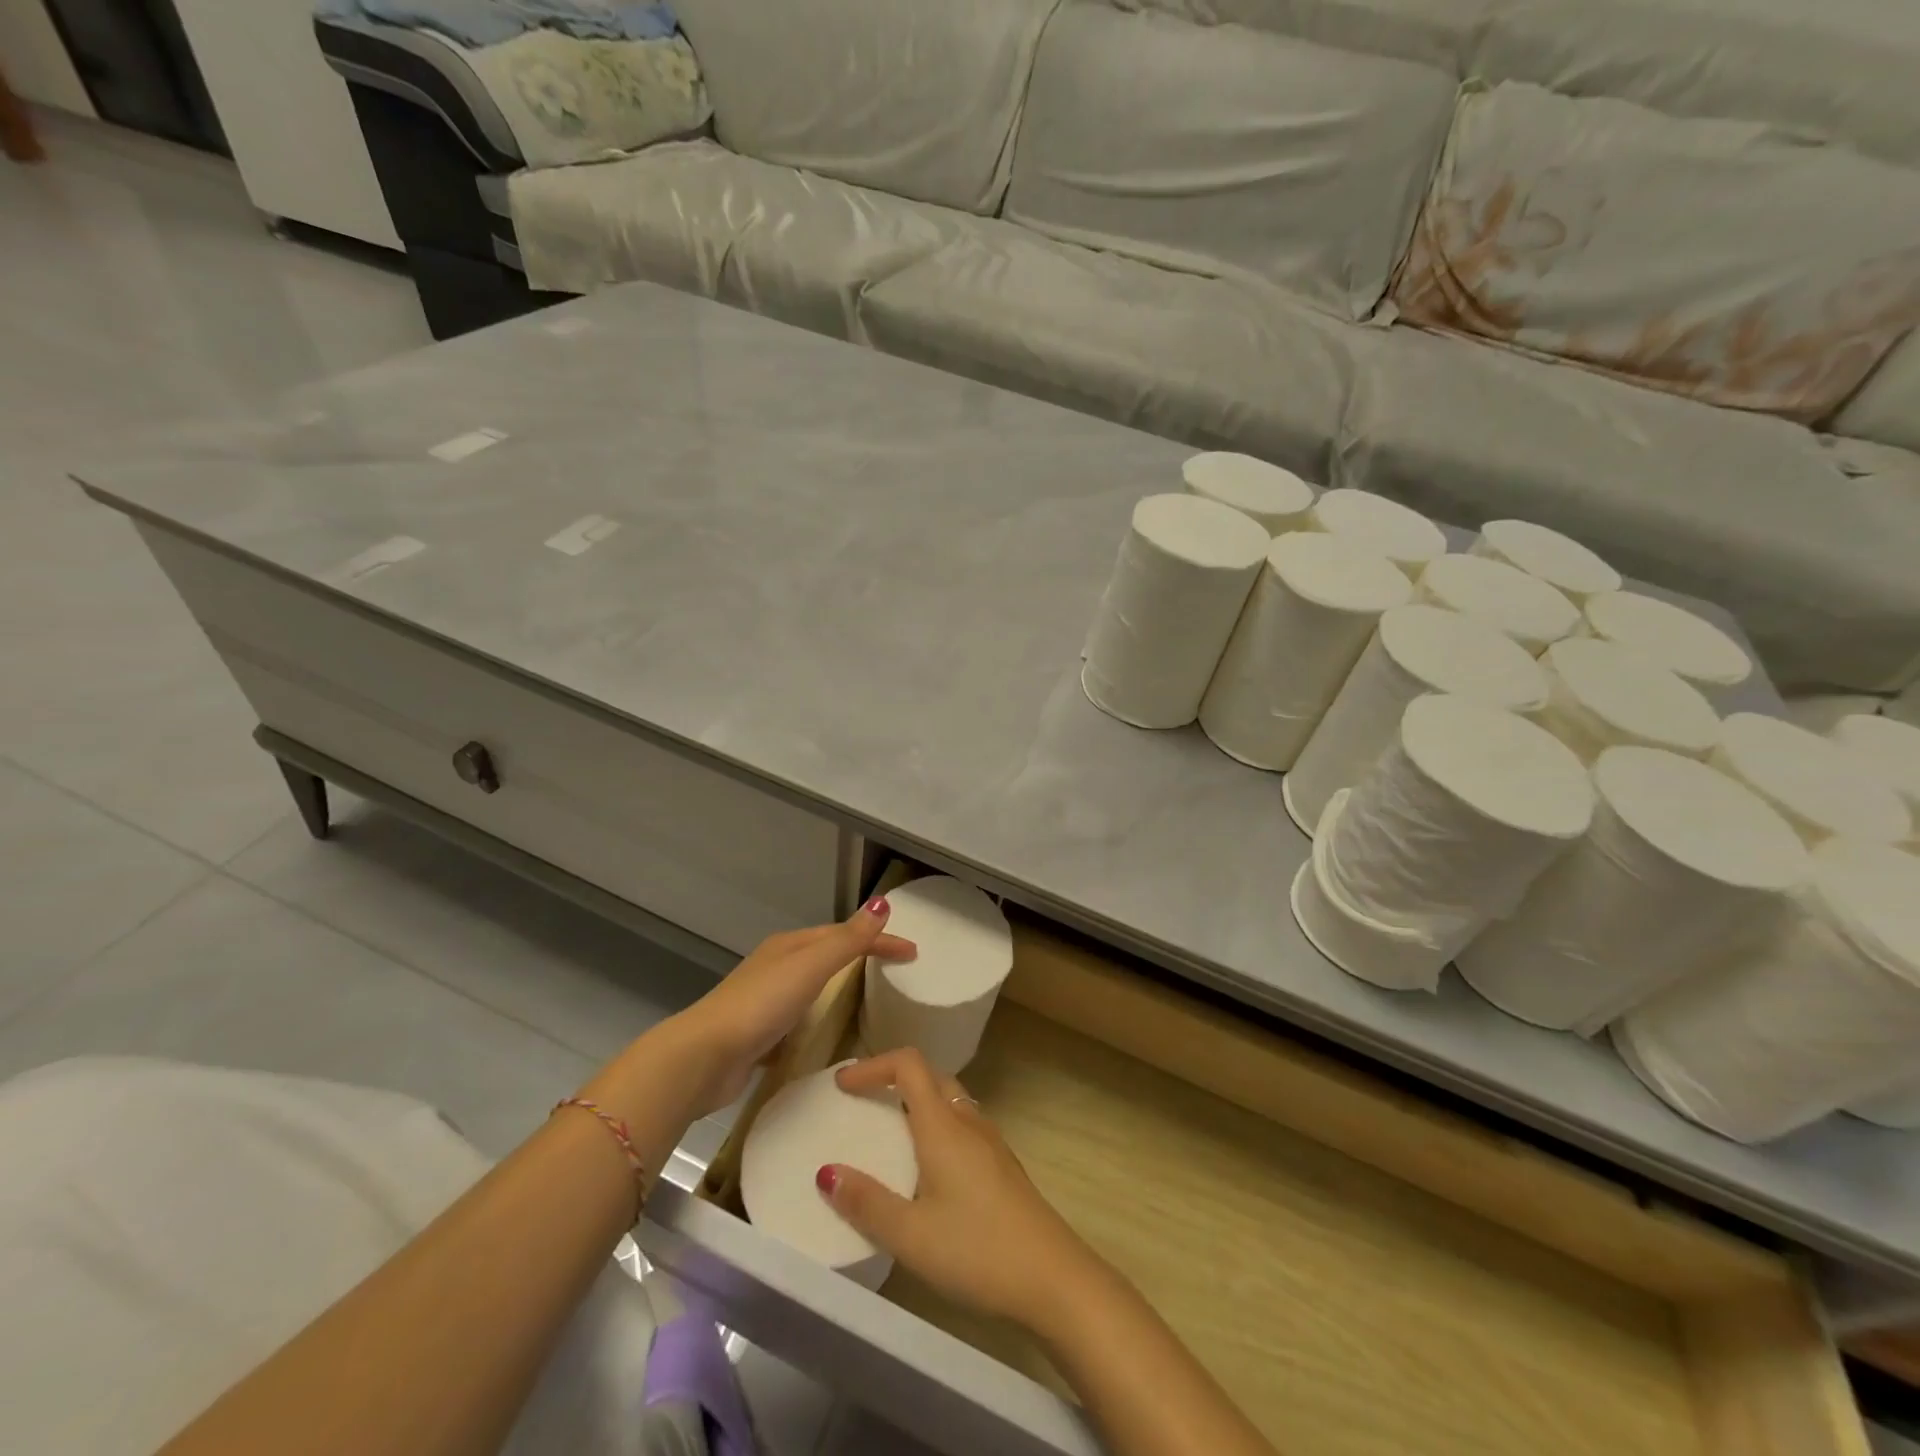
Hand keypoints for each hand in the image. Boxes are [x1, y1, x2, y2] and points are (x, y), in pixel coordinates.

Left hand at [668, 899, 916, 1116]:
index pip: (845, 934)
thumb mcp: (810, 966)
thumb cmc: (762, 1005)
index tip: (913, 954)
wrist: (705, 1057)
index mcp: (790, 946)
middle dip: (861, 958)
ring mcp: (767, 1001)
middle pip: (828, 956)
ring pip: (814, 988)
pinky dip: (821, 1020)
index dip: (880, 940)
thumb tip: (882, 903)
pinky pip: (802, 1019)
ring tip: (871, 1005)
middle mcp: (778, 967)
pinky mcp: (761, 1034)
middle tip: (896, 974)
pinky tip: (830, 1038)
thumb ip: (847, 939)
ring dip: (841, 990)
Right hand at [819, 1048, 1110, 1336]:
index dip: (873, 1065)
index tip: (843, 1085)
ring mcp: (991, 1141)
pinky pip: (962, 1124)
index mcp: (943, 1125)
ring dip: (917, 1102)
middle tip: (863, 1102)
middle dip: (893, 1079)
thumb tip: (827, 1172)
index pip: (909, 1064)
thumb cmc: (977, 1250)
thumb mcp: (911, 1235)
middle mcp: (968, 1121)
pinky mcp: (1002, 1164)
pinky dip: (936, 1125)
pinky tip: (928, 1167)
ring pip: (949, 1100)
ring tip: (889, 1131)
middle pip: (930, 1076)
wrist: (1053, 1277)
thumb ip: (867, 1203)